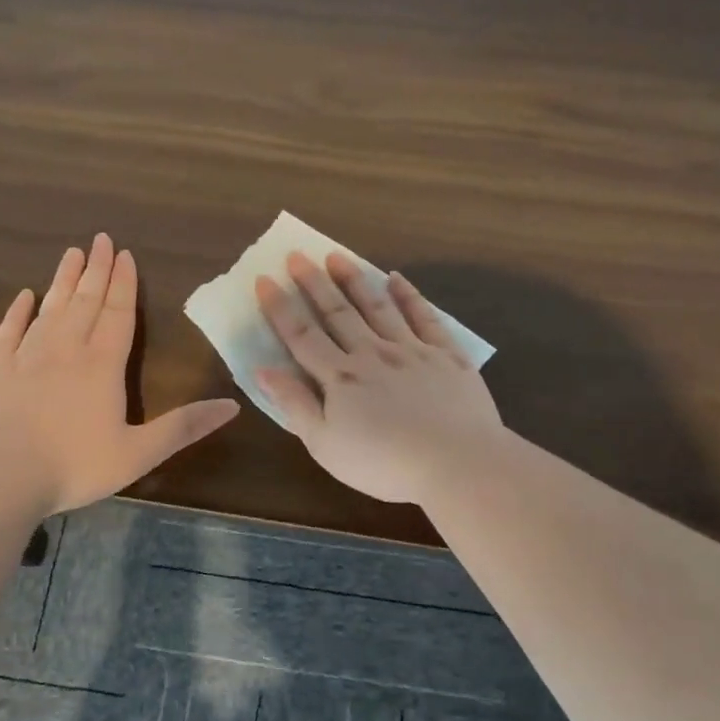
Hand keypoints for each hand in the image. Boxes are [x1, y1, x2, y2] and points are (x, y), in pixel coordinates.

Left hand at [0, 234, 239, 513]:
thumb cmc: (73, 465)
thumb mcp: (139, 453)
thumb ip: (184, 427)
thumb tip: (232, 406)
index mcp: (102, 365)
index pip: (118, 314)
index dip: (124, 284)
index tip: (125, 255)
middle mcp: (66, 349)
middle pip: (85, 301)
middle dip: (97, 270)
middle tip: (101, 239)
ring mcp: (25, 355)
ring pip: (50, 308)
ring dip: (63, 281)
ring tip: (72, 254)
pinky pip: (8, 330)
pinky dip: (17, 311)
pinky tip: (24, 296)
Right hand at [255, 252, 505, 504]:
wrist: (456, 463)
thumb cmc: (383, 463)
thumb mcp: (325, 445)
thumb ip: (295, 405)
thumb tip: (263, 370)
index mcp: (340, 378)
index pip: (302, 336)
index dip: (280, 308)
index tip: (264, 280)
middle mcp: (371, 354)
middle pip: (337, 313)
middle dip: (314, 283)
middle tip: (297, 256)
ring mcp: (411, 350)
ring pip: (377, 306)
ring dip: (355, 280)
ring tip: (337, 256)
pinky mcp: (446, 355)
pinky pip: (424, 317)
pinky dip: (409, 296)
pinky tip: (396, 279)